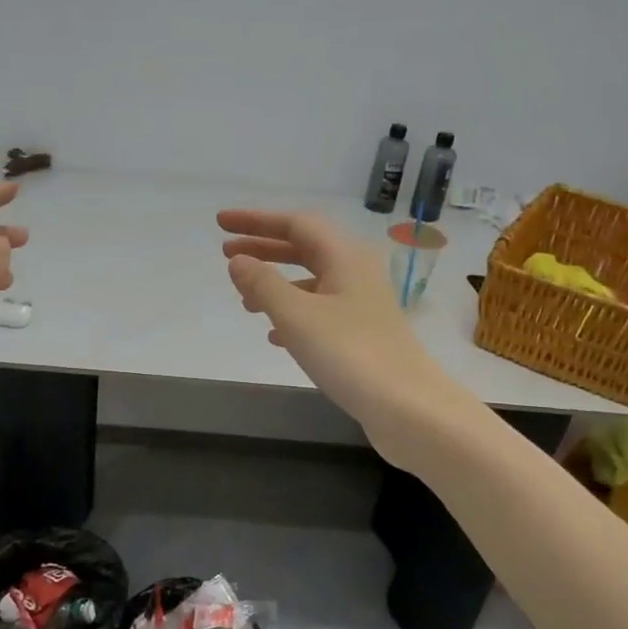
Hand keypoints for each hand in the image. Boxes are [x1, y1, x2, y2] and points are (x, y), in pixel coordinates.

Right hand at [219, 209, 470, 466]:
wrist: (407, 407)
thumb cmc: (350, 353)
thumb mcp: (296, 316)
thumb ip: (263, 284)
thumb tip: (238, 260)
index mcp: (345, 256)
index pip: (295, 224)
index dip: (256, 221)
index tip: (221, 223)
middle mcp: (356, 273)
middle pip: (304, 248)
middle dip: (264, 249)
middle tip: (225, 253)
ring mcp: (362, 304)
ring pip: (311, 282)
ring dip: (276, 284)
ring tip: (244, 299)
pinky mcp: (363, 333)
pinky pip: (320, 311)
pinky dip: (293, 314)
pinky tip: (274, 335)